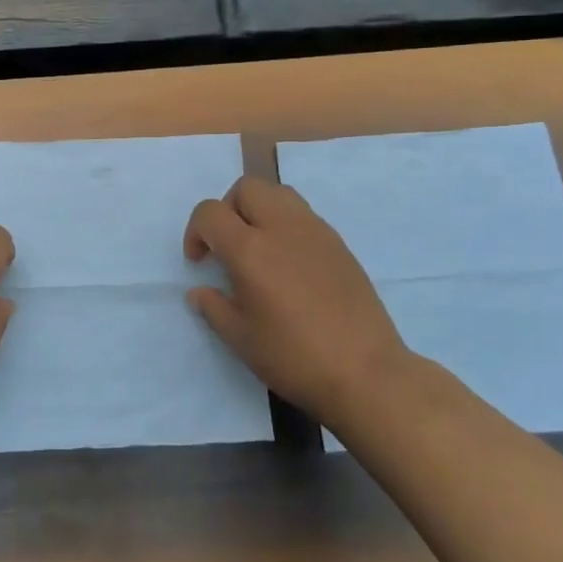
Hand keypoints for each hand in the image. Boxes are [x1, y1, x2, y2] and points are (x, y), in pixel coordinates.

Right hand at [184, 176, 407, 426]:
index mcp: (250, 251)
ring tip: (259, 248)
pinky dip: (286, 225)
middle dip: (228, 209)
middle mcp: (282, 228)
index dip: (195, 232)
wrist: (367, 373)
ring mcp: (316, 232)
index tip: (200, 262)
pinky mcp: (339, 244)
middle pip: (247, 188)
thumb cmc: (295, 358)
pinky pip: (303, 215)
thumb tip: (199, 292)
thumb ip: (214, 308)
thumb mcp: (241, 339)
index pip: (210, 212)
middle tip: (228, 246)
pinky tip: (289, 264)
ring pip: (278, 193)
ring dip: (259, 210)